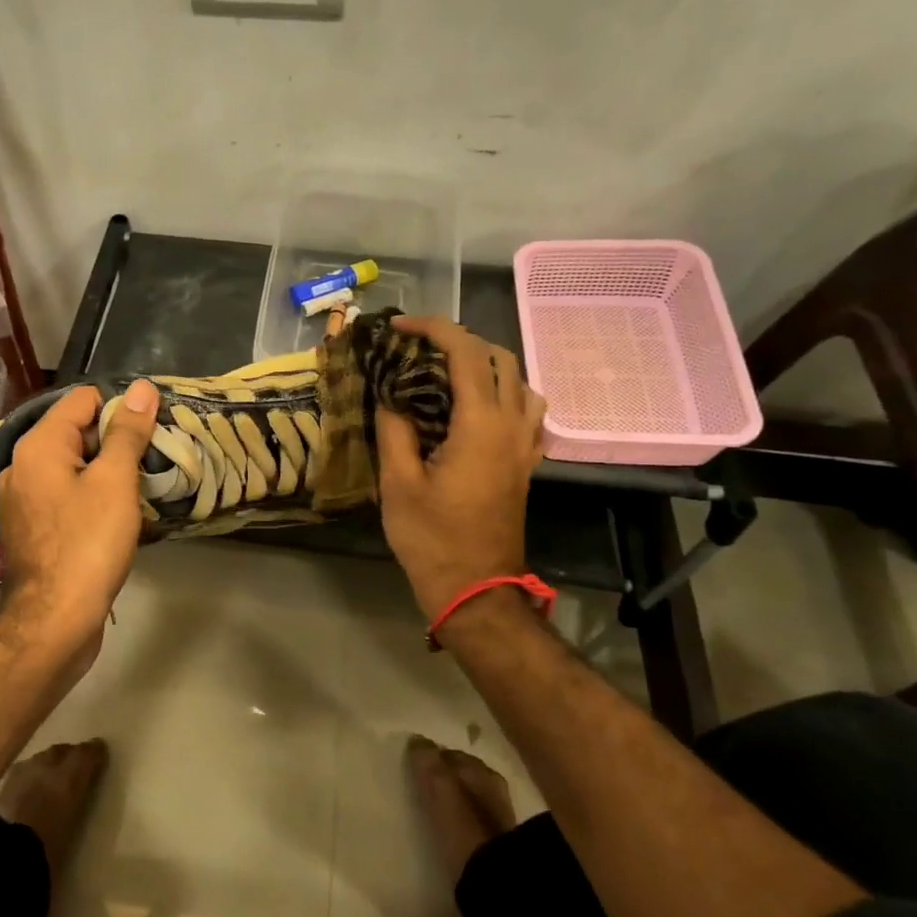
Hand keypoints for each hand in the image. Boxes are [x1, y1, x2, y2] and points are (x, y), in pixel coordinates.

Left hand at [0, 380, 159, 662]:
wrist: (54, 620)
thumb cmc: (88, 543)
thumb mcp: (115, 481)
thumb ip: (127, 432)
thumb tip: (141, 388)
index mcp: (38, 445)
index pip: (83, 400)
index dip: (120, 409)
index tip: (150, 433)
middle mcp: (21, 465)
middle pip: (75, 432)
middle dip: (113, 442)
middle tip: (150, 462)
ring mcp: (22, 499)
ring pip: (71, 466)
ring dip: (104, 472)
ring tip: (138, 489)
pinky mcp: (30, 528)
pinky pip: (64, 495)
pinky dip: (88, 497)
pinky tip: (114, 516)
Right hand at [375, 316, 546, 621]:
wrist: (475, 588)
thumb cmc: (431, 538)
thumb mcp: (398, 482)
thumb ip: (394, 429)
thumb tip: (390, 394)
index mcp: (480, 425)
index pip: (465, 353)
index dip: (432, 329)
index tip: (397, 328)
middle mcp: (511, 425)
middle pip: (499, 358)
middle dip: (457, 341)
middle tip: (417, 349)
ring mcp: (524, 445)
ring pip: (520, 381)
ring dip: (485, 364)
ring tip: (446, 373)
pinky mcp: (525, 463)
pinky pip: (527, 410)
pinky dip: (503, 392)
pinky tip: (476, 408)